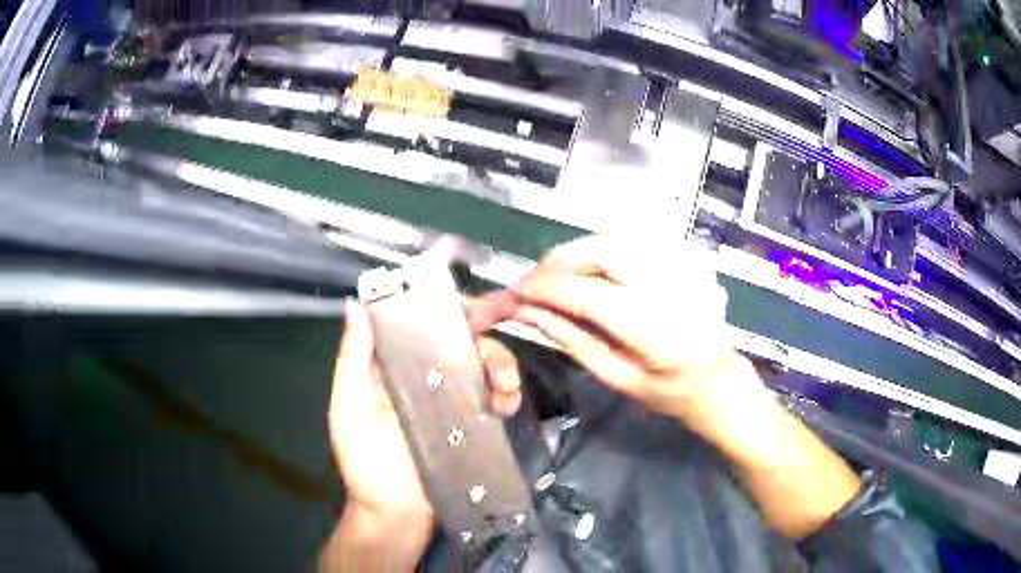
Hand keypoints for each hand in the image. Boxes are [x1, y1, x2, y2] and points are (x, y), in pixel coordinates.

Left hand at [323, 299, 522, 568]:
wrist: (397, 515)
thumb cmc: (366, 464)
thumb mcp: (349, 409)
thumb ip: (353, 360)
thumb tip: (356, 306)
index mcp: (391, 366)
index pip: (419, 322)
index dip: (445, 305)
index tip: (472, 299)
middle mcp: (421, 375)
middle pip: (459, 339)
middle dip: (486, 333)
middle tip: (506, 331)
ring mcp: (448, 399)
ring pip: (481, 364)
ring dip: (502, 365)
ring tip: (507, 389)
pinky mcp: (468, 422)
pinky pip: (492, 396)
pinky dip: (506, 392)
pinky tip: (508, 404)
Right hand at [471, 235, 768, 438]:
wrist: (719, 377)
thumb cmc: (668, 390)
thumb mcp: (616, 376)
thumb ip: (571, 339)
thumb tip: (528, 312)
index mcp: (652, 328)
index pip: (584, 293)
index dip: (543, 288)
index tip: (516, 293)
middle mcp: (669, 286)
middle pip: (600, 249)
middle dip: (558, 260)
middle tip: (538, 281)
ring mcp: (684, 264)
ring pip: (616, 236)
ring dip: (580, 250)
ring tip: (564, 275)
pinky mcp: (689, 255)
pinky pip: (637, 237)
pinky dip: (607, 247)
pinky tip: (599, 267)